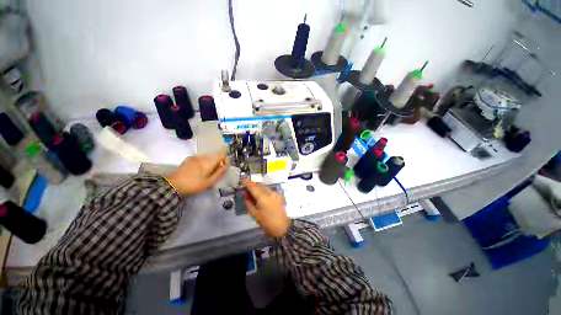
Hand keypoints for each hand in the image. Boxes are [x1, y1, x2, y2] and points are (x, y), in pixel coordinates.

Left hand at [166, 154, 227, 195]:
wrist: (173, 185)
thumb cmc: (194, 185)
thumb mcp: (209, 182)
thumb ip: (219, 173)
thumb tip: (226, 166)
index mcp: (208, 162)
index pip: (221, 155)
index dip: (224, 160)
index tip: (223, 168)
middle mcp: (202, 157)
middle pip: (214, 157)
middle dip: (216, 163)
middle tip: (214, 174)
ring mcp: (194, 157)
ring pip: (207, 158)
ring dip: (209, 164)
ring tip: (206, 174)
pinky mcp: (188, 160)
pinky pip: (199, 159)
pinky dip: (202, 163)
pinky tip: (198, 172)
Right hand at [243, 181, 290, 237]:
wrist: (282, 227)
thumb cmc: (266, 222)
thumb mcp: (254, 214)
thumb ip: (248, 203)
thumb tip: (245, 195)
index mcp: (262, 197)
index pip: (253, 186)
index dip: (247, 183)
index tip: (242, 181)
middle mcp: (269, 192)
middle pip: (259, 185)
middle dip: (253, 186)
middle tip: (247, 190)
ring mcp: (275, 193)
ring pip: (265, 187)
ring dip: (259, 188)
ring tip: (254, 194)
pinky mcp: (279, 196)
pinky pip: (270, 191)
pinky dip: (265, 192)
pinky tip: (263, 198)